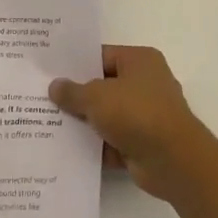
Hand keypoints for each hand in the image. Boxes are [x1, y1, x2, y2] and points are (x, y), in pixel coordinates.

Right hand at [49, 46, 214, 201]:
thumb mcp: (96, 96)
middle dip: (78, 95)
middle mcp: (146, 84)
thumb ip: (73, 91)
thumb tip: (55, 86)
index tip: (50, 71)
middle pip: (103, 86)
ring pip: (107, 115)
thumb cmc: (136, 113)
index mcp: (139, 61)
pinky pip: (112, 141)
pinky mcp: (143, 144)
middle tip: (44, 97)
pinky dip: (95, 146)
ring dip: (85, 123)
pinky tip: (66, 148)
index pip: (101, 56)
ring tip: (48, 122)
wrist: (173, 162)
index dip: (76, 64)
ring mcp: (146, 116)